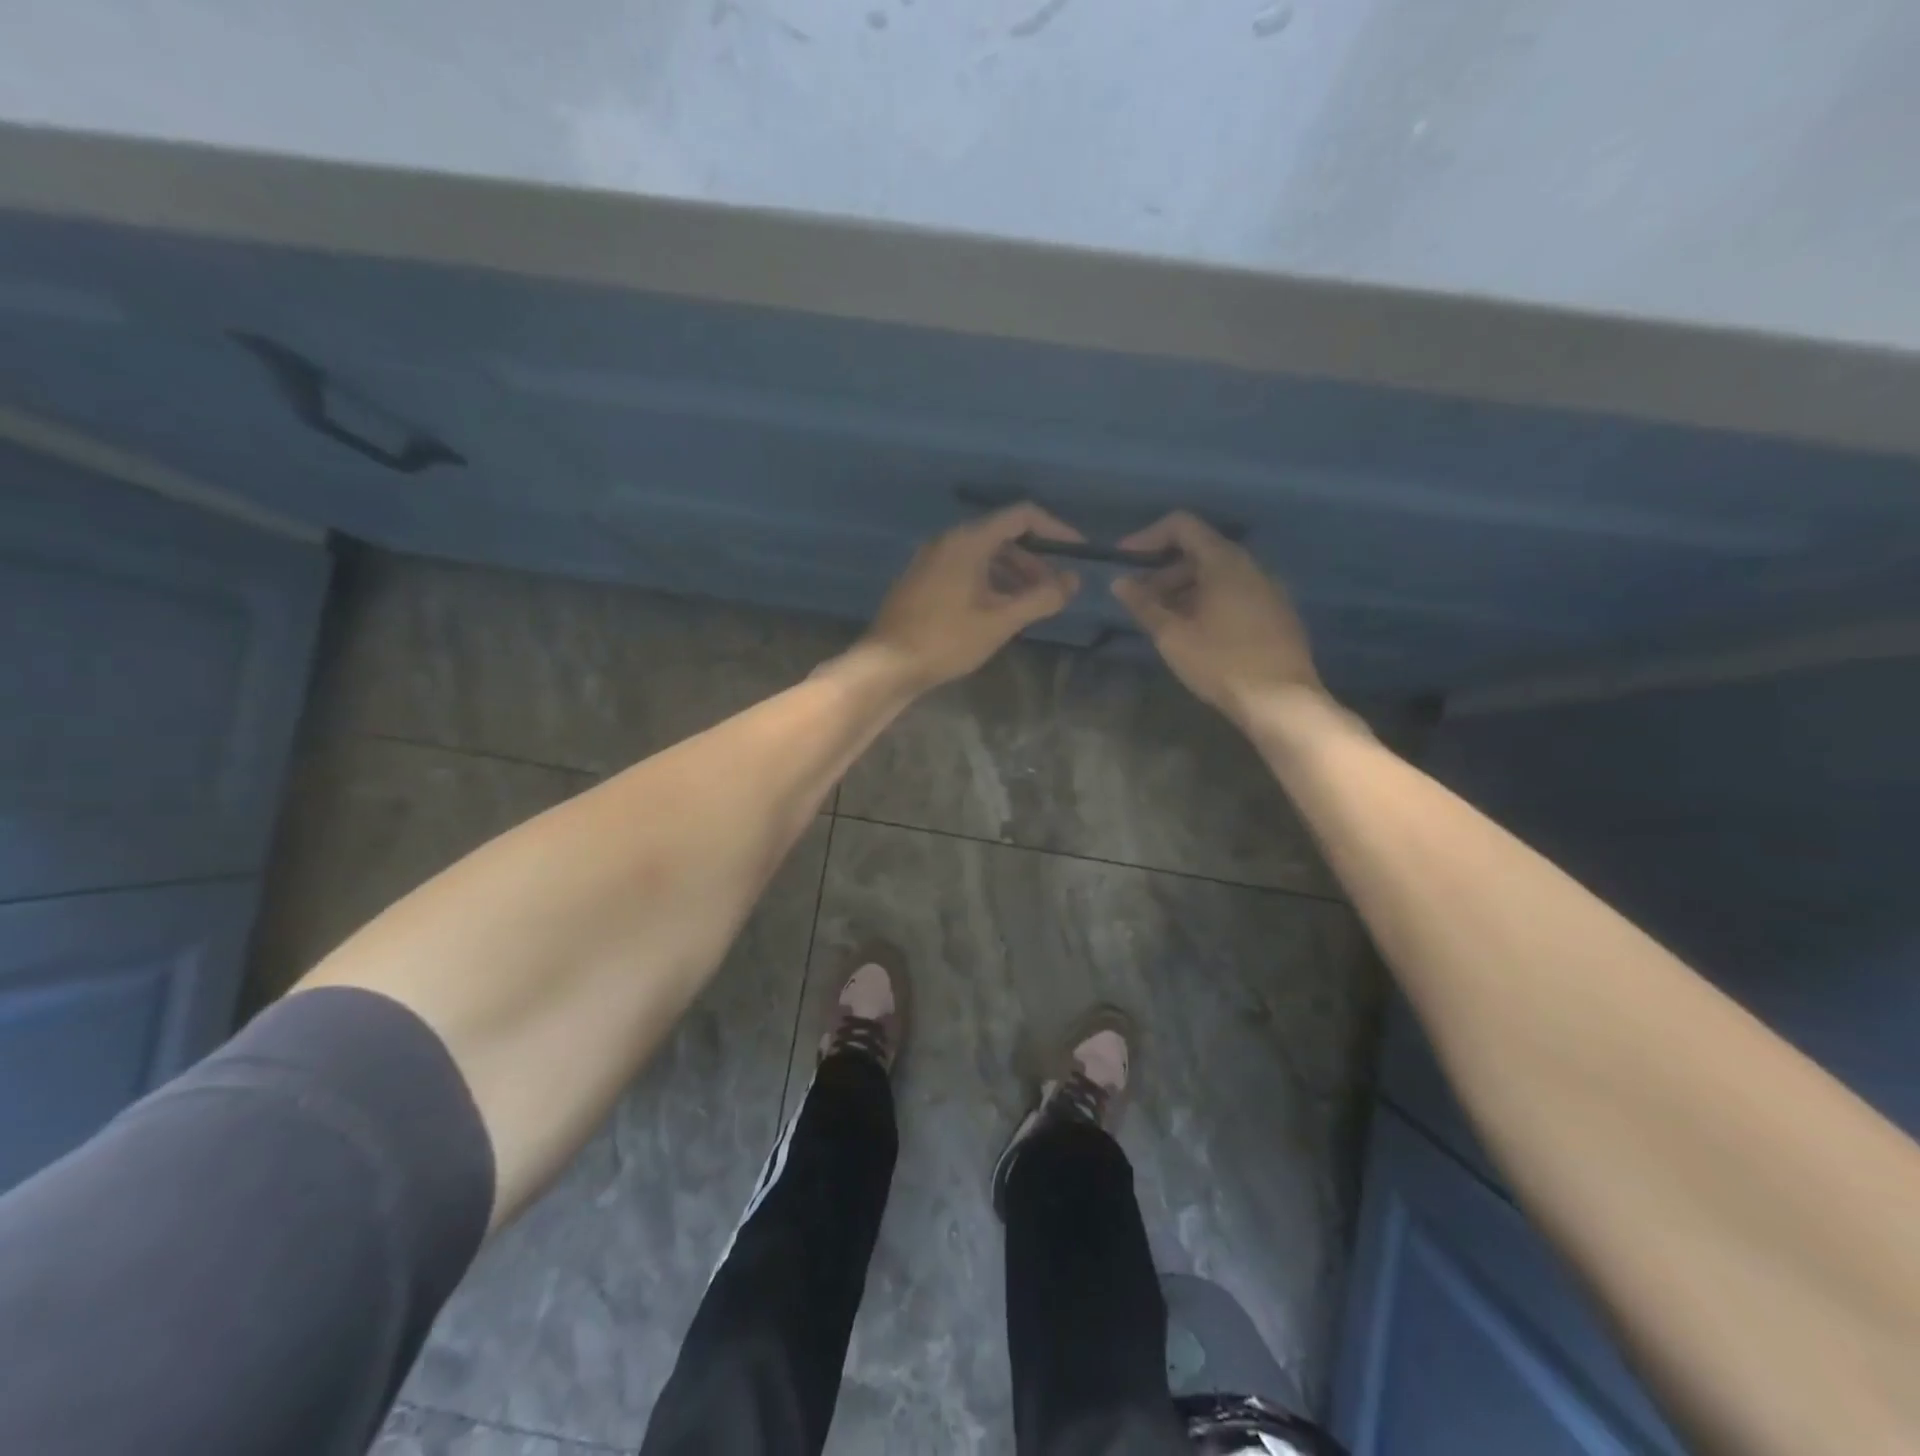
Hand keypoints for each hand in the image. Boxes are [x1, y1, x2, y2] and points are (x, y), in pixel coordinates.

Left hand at [860, 504, 1083, 691]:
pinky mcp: (923, 581)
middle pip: (1002, 536)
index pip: (1021, 516)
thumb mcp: (1000, 621)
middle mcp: (948, 541)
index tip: (1077, 553)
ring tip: (1032, 605)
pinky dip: (990, 582)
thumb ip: (1041, 598)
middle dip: (1035, 560)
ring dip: (1013, 574)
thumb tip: (1072, 581)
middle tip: (1055, 589)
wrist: (887, 664)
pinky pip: (965, 570)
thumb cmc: (946, 640)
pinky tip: (1000, 611)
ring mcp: (931, 560)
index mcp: (967, 540)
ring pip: (983, 556)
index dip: (1055, 530)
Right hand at [1111, 511, 1322, 723]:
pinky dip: (1208, 601)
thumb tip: (1120, 582)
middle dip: (1164, 570)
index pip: (1183, 526)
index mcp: (1224, 562)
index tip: (1125, 561)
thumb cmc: (1221, 663)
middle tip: (1139, 600)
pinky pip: (1235, 593)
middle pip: (1200, 550)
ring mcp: (1268, 589)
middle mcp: (1250, 566)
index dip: (1148, 537)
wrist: (1282, 701)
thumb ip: (1144, 604)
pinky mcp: (1276, 612)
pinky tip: (1195, 632)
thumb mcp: (1173, 636)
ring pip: (1217, 574)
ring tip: (1162, 620)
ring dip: (1184, 589)